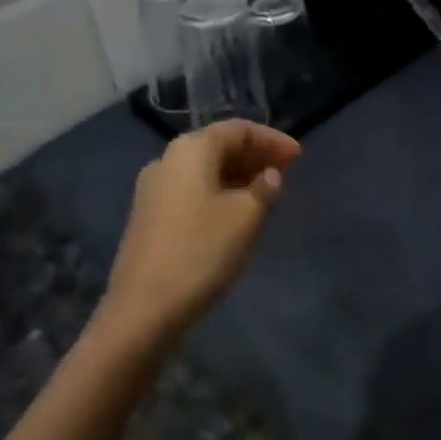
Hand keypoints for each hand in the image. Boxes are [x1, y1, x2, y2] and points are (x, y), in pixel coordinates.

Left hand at [100, 121, 301, 341]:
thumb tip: (269, 175)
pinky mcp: (148, 216)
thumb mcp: (246, 217)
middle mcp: (168, 159)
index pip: (239, 129)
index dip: (272, 139)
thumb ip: (265, 188)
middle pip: (219, 145)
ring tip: (267, 193)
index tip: (298, 156)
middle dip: (255, 156)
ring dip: (238, 176)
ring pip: (205, 170)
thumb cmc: (201, 251)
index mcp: (192, 149)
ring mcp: (153, 188)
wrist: (142, 310)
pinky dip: (219, 192)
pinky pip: (192, 190)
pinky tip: (236, 213)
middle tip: (286, 173)